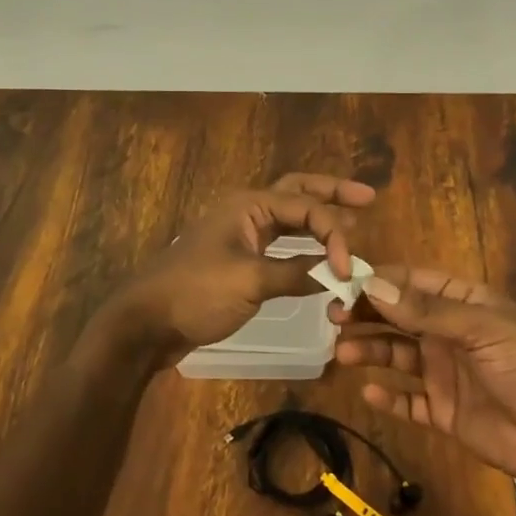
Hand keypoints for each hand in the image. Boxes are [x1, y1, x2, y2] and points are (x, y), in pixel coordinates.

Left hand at [105, 173, 376, 364]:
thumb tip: (338, 276)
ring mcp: (242, 234)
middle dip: (332, 193)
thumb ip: (297, 274)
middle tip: (368, 197)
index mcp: (249, 205)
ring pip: (289, 218)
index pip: (306, 208)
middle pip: (298, 193)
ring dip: (319, 219)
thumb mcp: (250, 282)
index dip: (335, 234)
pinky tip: (320, 256)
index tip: (348, 269)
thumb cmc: (196, 293)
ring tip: (353, 221)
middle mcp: (248, 211)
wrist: (147, 322)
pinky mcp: (239, 259)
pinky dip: (303, 246)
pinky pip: (280, 243)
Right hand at [330, 266, 515, 493]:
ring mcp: (444, 372)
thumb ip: (426, 311)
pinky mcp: (443, 411)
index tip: (342, 279)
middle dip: (366, 313)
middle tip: (332, 316)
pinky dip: (387, 397)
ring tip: (341, 351)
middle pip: (398, 316)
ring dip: (369, 351)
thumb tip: (373, 284)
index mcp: (463, 303)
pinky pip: (407, 400)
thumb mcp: (482, 329)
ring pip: (396, 355)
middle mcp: (448, 333)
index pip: (412, 281)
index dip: (379, 278)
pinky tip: (367, 392)